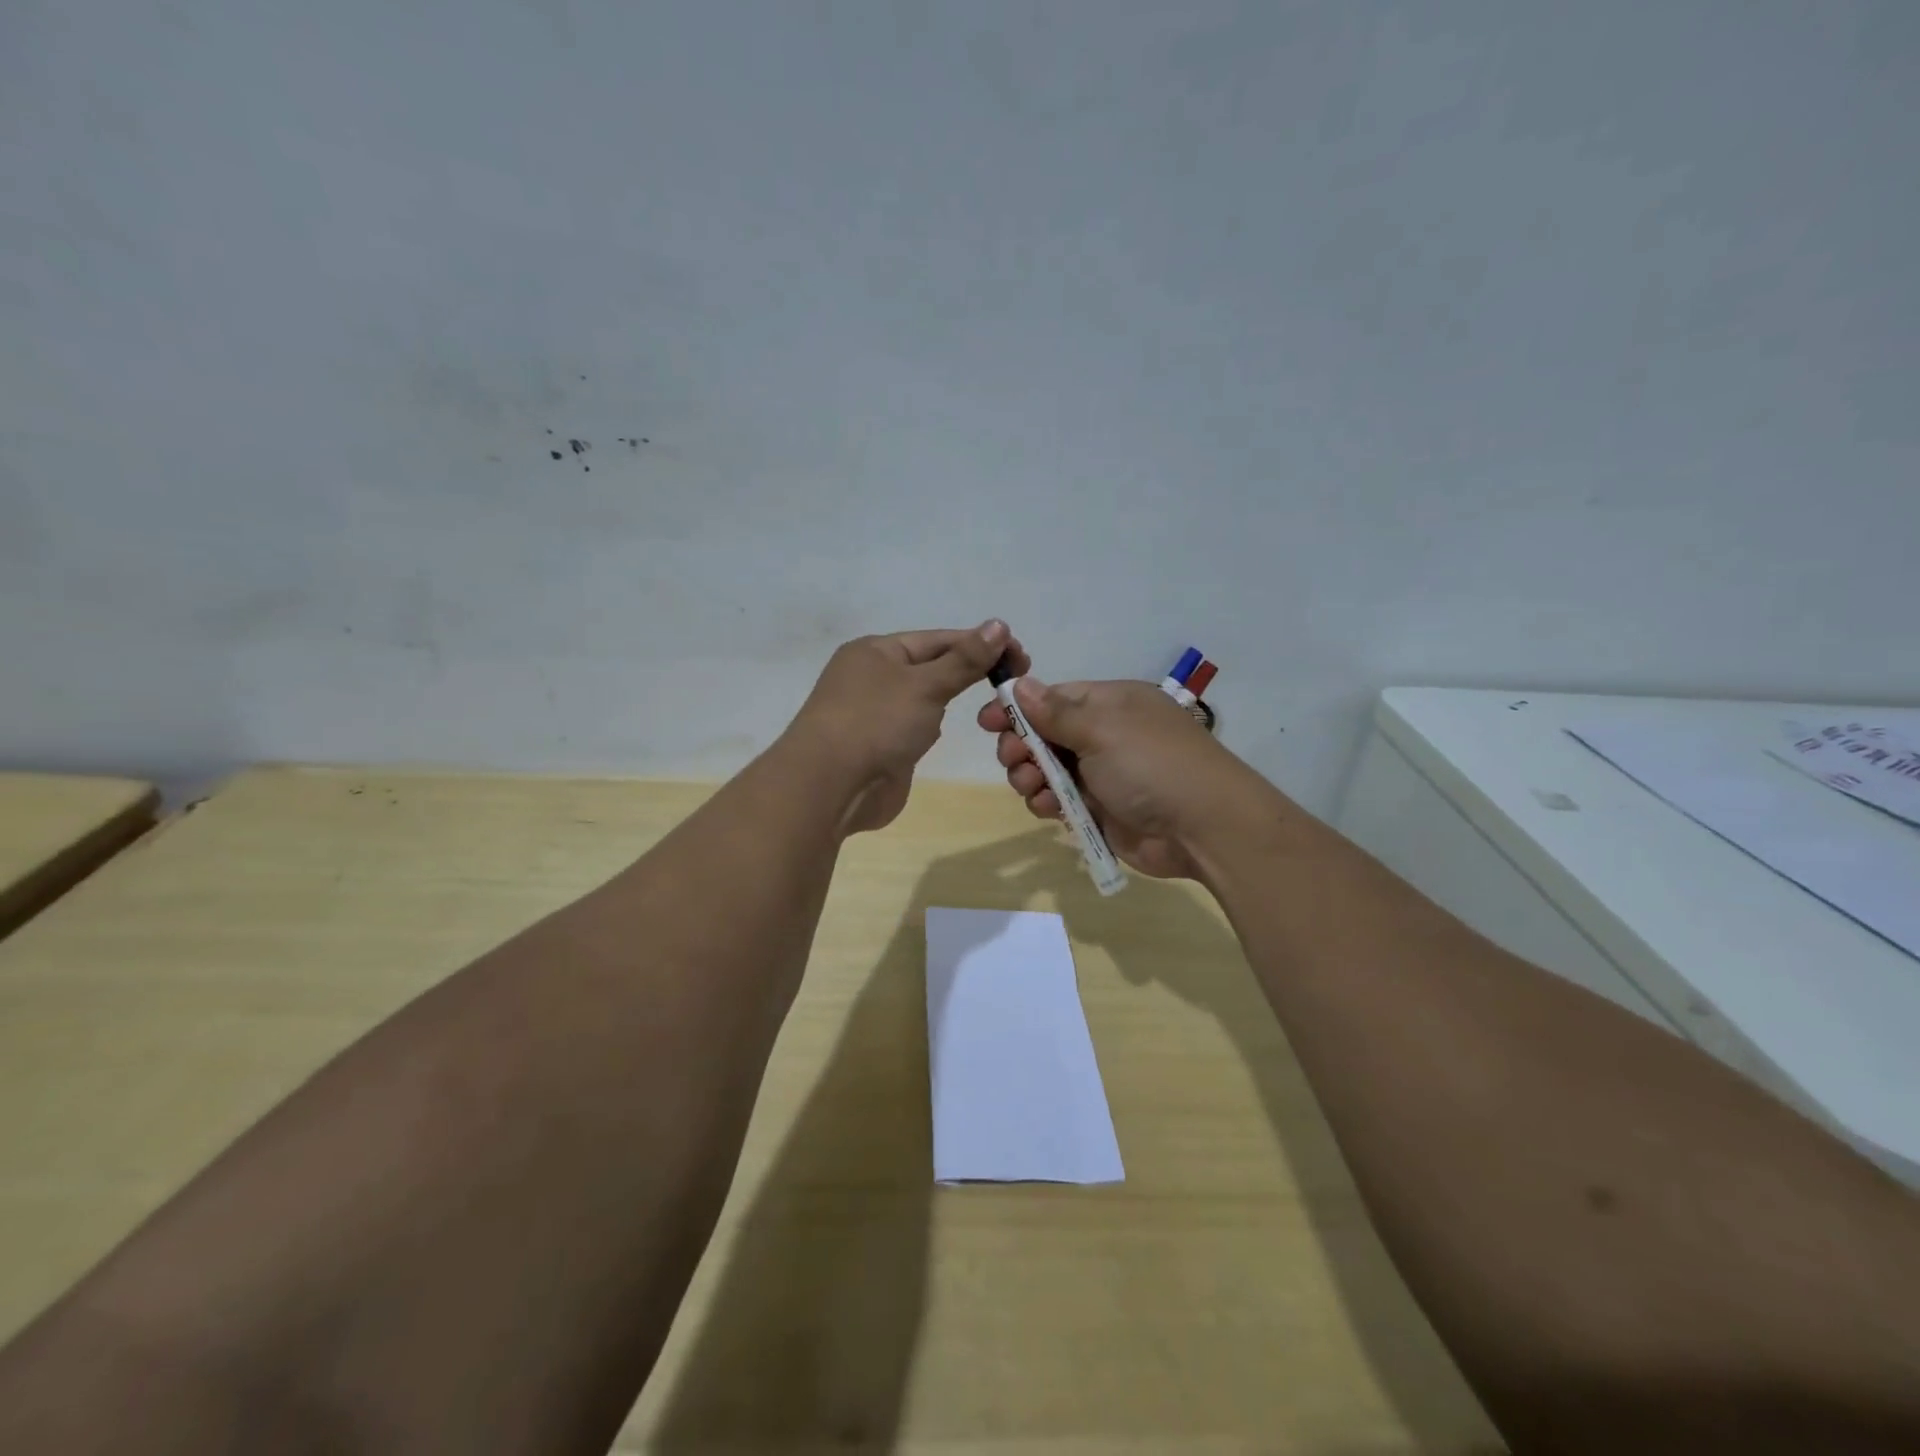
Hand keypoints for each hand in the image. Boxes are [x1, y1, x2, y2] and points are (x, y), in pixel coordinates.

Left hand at [786, 620, 1027, 834]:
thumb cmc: (876, 723)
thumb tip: (998, 625)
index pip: (938, 639)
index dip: (979, 643)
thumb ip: (964, 660)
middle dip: (969, 671)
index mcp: (876, 651)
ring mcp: (874, 714)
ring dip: (949, 698)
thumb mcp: (925, 685)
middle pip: (931, 666)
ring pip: (923, 698)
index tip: (1021, 654)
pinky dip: (932, 727)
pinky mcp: (879, 746)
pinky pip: (913, 728)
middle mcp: (872, 677)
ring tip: (991, 704)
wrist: (830, 787)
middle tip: (1016, 680)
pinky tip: (946, 731)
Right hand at [977, 677, 1267, 879]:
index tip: (987, 722)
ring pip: (1047, 771)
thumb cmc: (1151, 764)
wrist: (1203, 828)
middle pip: (1044, 736)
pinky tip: (1050, 809)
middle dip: (1021, 747)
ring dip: (1031, 778)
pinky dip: (1049, 803)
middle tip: (1013, 760)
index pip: (1052, 699)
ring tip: (1033, 788)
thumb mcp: (1102, 728)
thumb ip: (1055, 712)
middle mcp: (1104, 735)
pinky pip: (1061, 801)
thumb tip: (1020, 684)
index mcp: (1109, 704)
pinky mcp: (1100, 810)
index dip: (1017, 709)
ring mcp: (1102, 774)